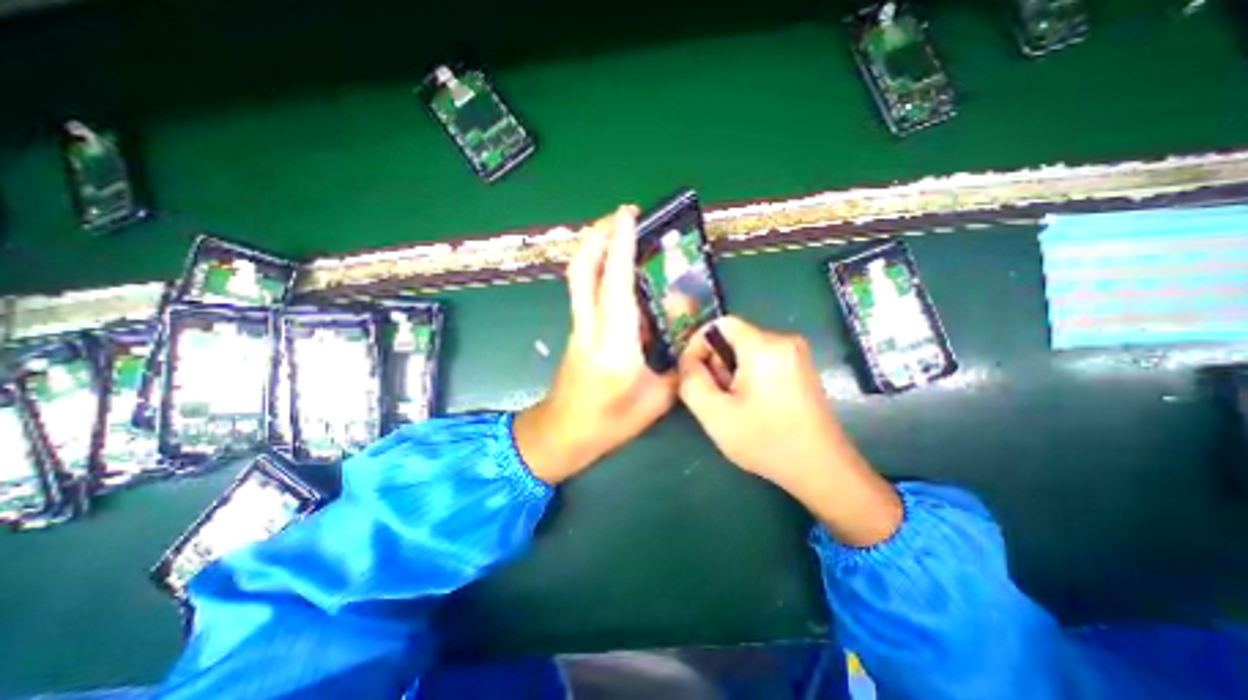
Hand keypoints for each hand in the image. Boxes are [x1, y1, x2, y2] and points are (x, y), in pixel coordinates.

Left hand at [511, 204, 678, 483]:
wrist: (562, 434)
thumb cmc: (609, 423)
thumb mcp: (656, 400)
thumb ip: (675, 366)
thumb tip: (687, 339)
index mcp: (615, 346)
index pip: (614, 285)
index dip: (620, 246)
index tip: (627, 215)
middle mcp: (590, 328)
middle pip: (582, 270)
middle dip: (597, 235)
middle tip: (620, 215)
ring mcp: (578, 327)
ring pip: (578, 278)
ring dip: (594, 248)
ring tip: (617, 232)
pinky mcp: (576, 331)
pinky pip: (584, 291)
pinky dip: (596, 269)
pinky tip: (616, 270)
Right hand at [678, 317, 903, 545]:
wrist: (822, 469)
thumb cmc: (766, 441)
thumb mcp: (715, 414)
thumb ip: (691, 381)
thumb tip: (687, 361)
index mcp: (764, 346)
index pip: (720, 323)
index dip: (698, 343)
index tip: (692, 373)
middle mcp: (783, 341)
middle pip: (734, 337)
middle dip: (716, 362)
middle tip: (714, 395)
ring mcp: (796, 354)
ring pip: (746, 350)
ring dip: (730, 371)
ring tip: (732, 403)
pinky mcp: (801, 368)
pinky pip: (762, 359)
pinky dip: (748, 375)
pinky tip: (751, 404)